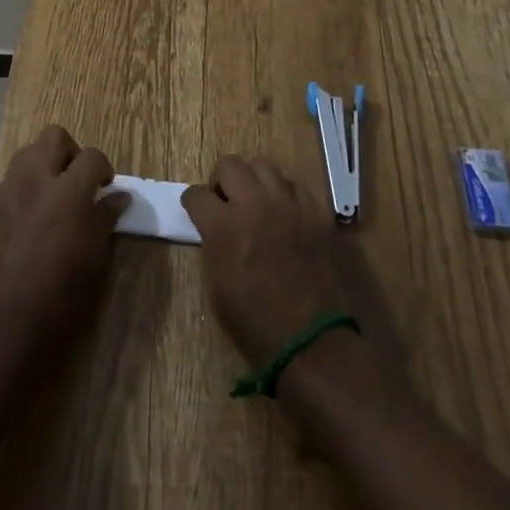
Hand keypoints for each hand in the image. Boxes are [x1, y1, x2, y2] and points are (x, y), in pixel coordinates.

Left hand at [0, 125, 126, 369]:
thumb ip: (105, 217)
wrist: (2, 327)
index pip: (92, 155)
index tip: (104, 188)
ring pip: (27, 154)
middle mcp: (35, 180)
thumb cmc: (59, 297)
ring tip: (50, 199)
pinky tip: (25, 225)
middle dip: (70, 153)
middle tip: (76, 183)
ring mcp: (6, 192)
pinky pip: (8, 185)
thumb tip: (119, 196)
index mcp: (68, 191)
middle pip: (54, 137)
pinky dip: (22, 193)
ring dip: (43, 166)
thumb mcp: (94, 258)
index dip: (103, 168)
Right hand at [181, 156, 364, 368]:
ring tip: (257, 204)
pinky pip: (294, 185)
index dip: (194, 203)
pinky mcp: (316, 211)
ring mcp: (289, 204)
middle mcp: (255, 204)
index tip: (197, 212)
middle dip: (221, 182)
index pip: (196, 194)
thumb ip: (213, 245)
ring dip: (254, 181)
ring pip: (263, 165)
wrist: (315, 345)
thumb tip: (213, 228)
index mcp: (224, 227)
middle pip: (229, 164)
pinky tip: (286, 216)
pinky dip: (285, 195)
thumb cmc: (258, 327)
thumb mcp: (218, 289)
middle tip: (226, 204)